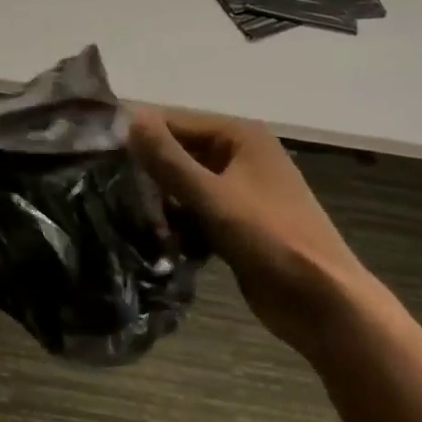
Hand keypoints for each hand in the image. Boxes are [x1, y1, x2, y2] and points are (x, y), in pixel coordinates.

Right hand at [129, 108, 373, 353]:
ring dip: (161, 201)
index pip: (175, 122)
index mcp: (240, 136)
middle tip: (107, 193)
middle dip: (149, 173)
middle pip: (179, 152)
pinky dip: (177, 222)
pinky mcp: (237, 222)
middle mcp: (240, 154)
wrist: (322, 302)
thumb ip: (169, 159)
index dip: (140, 139)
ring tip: (128, 217)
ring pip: (184, 184)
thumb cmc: (271, 240)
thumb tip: (131, 119)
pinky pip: (195, 210)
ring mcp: (240, 189)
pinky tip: (156, 239)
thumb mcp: (213, 197)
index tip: (99, 161)